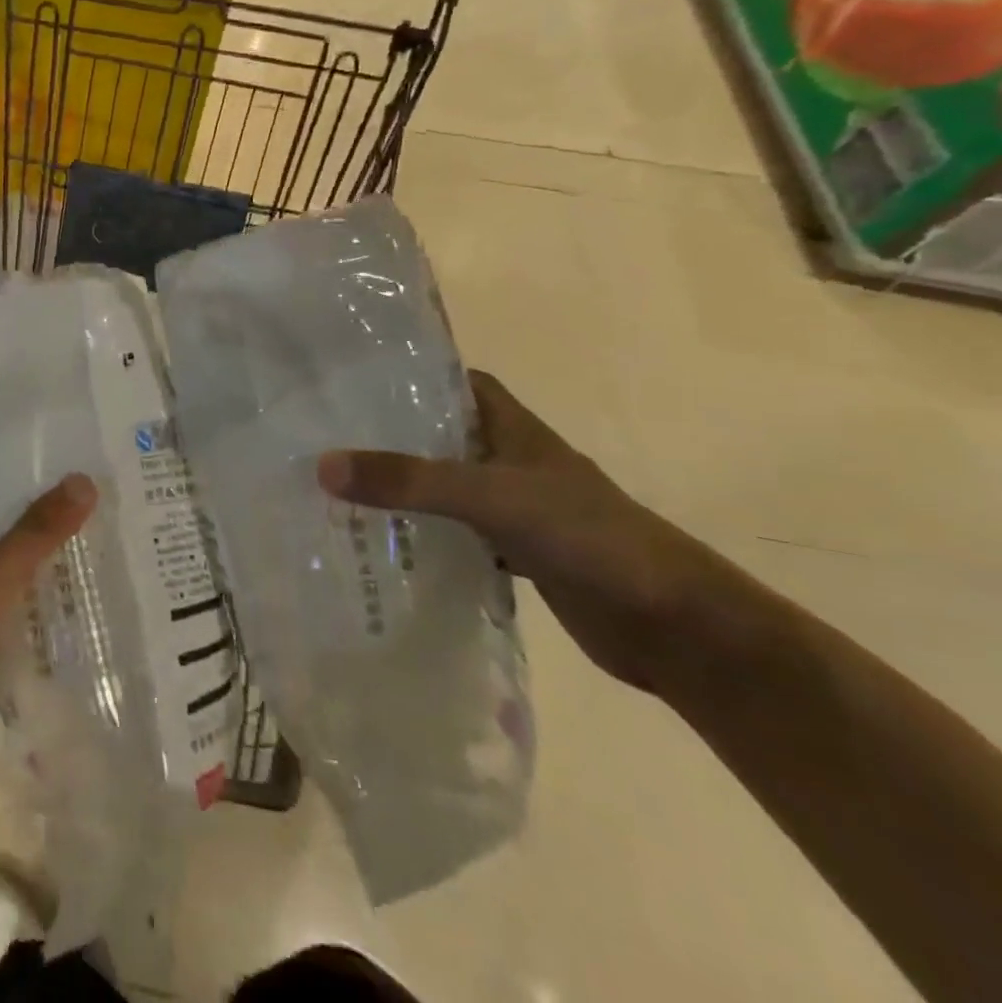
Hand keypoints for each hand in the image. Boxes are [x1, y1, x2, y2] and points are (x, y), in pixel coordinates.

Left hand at [0, 475, 96, 809]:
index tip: (70, 485)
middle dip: (39, 543)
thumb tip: (84, 479)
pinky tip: (68, 643)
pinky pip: (2, 644)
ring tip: (95, 580)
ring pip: (2, 597)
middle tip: (98, 531)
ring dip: (37, 592)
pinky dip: (29, 642)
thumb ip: (35, 533)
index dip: (20, 493)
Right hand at [317, 371, 735, 692]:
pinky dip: (427, 537)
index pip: (457, 382)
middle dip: (392, 435)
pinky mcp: (520, 553)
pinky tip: (385, 544)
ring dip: (405, 488)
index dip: (413, 375)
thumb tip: (324, 465)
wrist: (677, 628)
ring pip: (447, 487)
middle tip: (328, 435)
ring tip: (340, 486)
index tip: (355, 380)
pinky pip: (458, 534)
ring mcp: (518, 509)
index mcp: (514, 429)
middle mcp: (513, 461)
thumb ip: (411, 481)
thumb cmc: (589, 537)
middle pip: (443, 435)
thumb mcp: (491, 497)